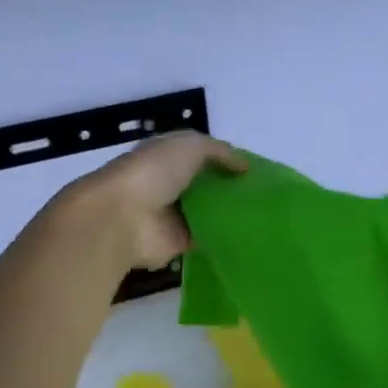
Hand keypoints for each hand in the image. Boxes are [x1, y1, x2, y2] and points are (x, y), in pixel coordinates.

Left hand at [60, 132, 246, 269]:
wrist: (124, 217)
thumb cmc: (153, 172)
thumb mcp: (191, 146)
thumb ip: (220, 152)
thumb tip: (246, 167)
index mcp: (166, 156)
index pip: (200, 155)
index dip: (224, 159)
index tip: (253, 168)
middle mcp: (168, 184)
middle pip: (205, 185)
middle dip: (229, 187)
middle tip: (264, 193)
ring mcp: (173, 215)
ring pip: (208, 212)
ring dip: (228, 212)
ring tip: (262, 214)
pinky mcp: (179, 242)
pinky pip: (207, 237)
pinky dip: (223, 236)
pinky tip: (249, 234)